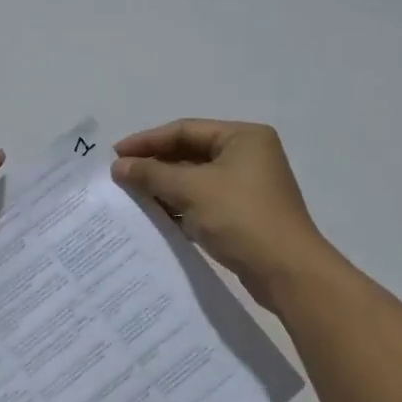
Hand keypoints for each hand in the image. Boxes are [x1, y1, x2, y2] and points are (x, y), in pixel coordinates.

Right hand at [112, 119, 332, 305]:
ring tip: (131, 196)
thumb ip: (152, 174)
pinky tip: (155, 215)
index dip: (148, 141)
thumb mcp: (192, 189)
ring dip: (164, 186)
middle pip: (190, 152)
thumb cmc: (240, 217)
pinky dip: (180, 205)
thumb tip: (118, 166)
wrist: (286, 271)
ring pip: (195, 179)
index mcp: (243, 137)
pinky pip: (203, 201)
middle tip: (120, 176)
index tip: (116, 154)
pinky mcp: (243, 214)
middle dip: (155, 164)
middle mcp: (248, 156)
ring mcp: (247, 186)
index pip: (185, 130)